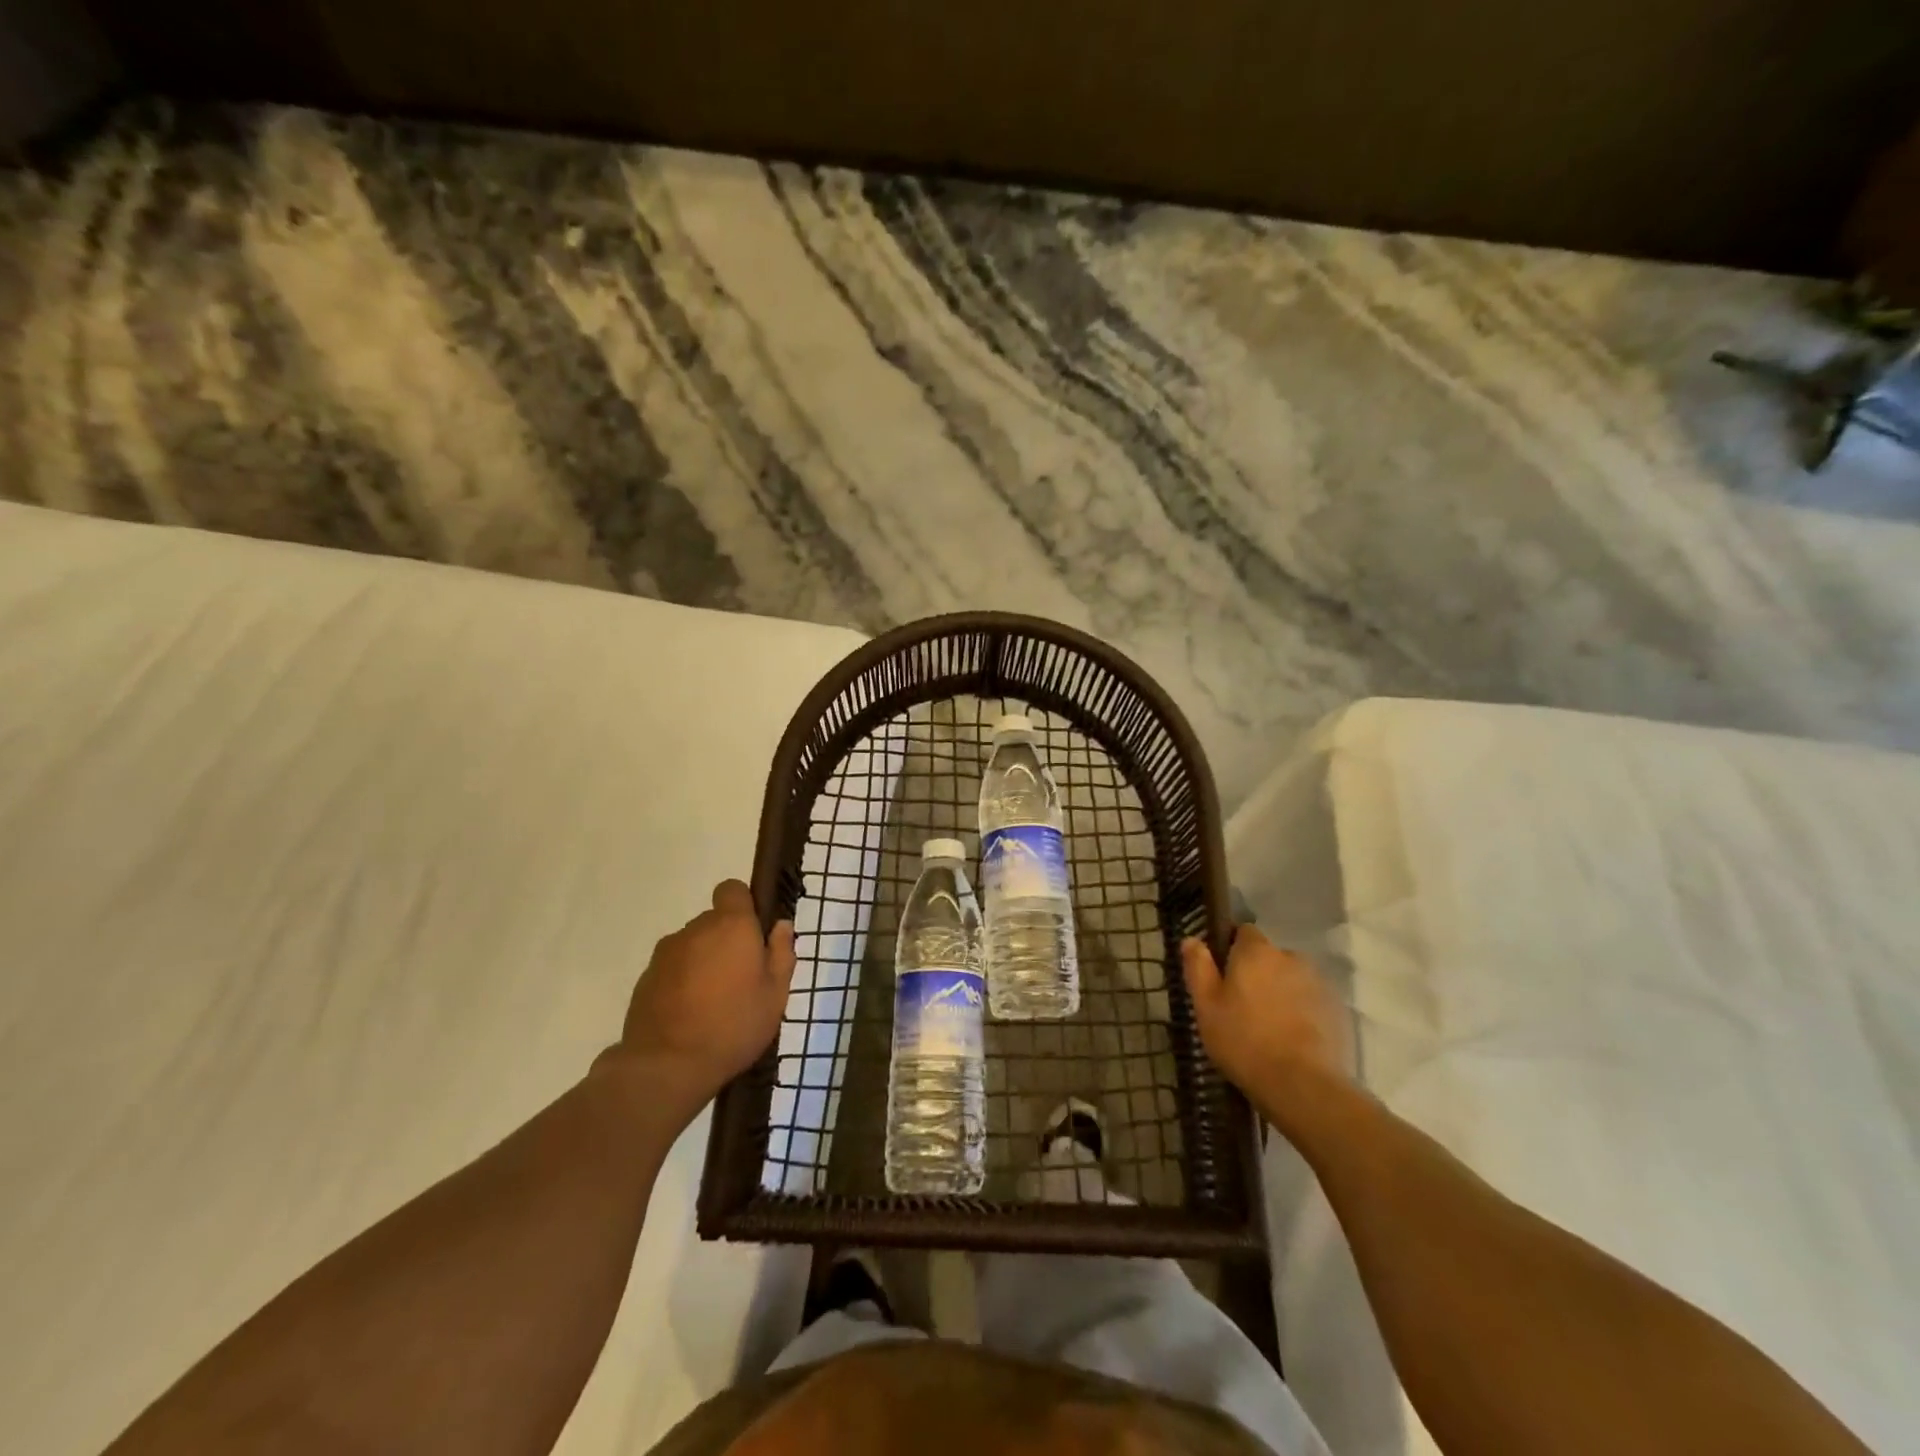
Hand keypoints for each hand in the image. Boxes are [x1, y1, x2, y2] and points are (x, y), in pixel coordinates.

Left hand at [616, 880, 796, 1114]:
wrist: (666, 1066)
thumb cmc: (733, 1025)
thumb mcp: (775, 994)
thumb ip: (781, 953)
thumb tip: (781, 925)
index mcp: (731, 926)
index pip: (732, 889)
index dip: (744, 905)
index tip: (754, 933)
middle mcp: (696, 929)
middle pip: (714, 921)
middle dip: (727, 941)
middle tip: (742, 978)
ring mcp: (666, 953)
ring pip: (693, 946)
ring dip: (704, 961)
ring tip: (714, 1001)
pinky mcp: (646, 978)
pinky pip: (673, 968)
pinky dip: (682, 981)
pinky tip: (690, 1014)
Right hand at [1182, 926, 1350, 1110]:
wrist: (1302, 1085)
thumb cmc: (1243, 1040)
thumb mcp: (1206, 1006)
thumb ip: (1198, 967)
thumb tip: (1192, 939)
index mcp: (1256, 952)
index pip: (1244, 932)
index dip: (1232, 949)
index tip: (1223, 974)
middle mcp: (1290, 958)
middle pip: (1269, 957)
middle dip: (1258, 973)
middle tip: (1242, 1006)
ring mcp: (1318, 984)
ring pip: (1291, 980)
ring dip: (1280, 992)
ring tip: (1268, 1026)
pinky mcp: (1337, 1011)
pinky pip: (1310, 1002)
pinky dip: (1301, 1012)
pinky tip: (1291, 1039)